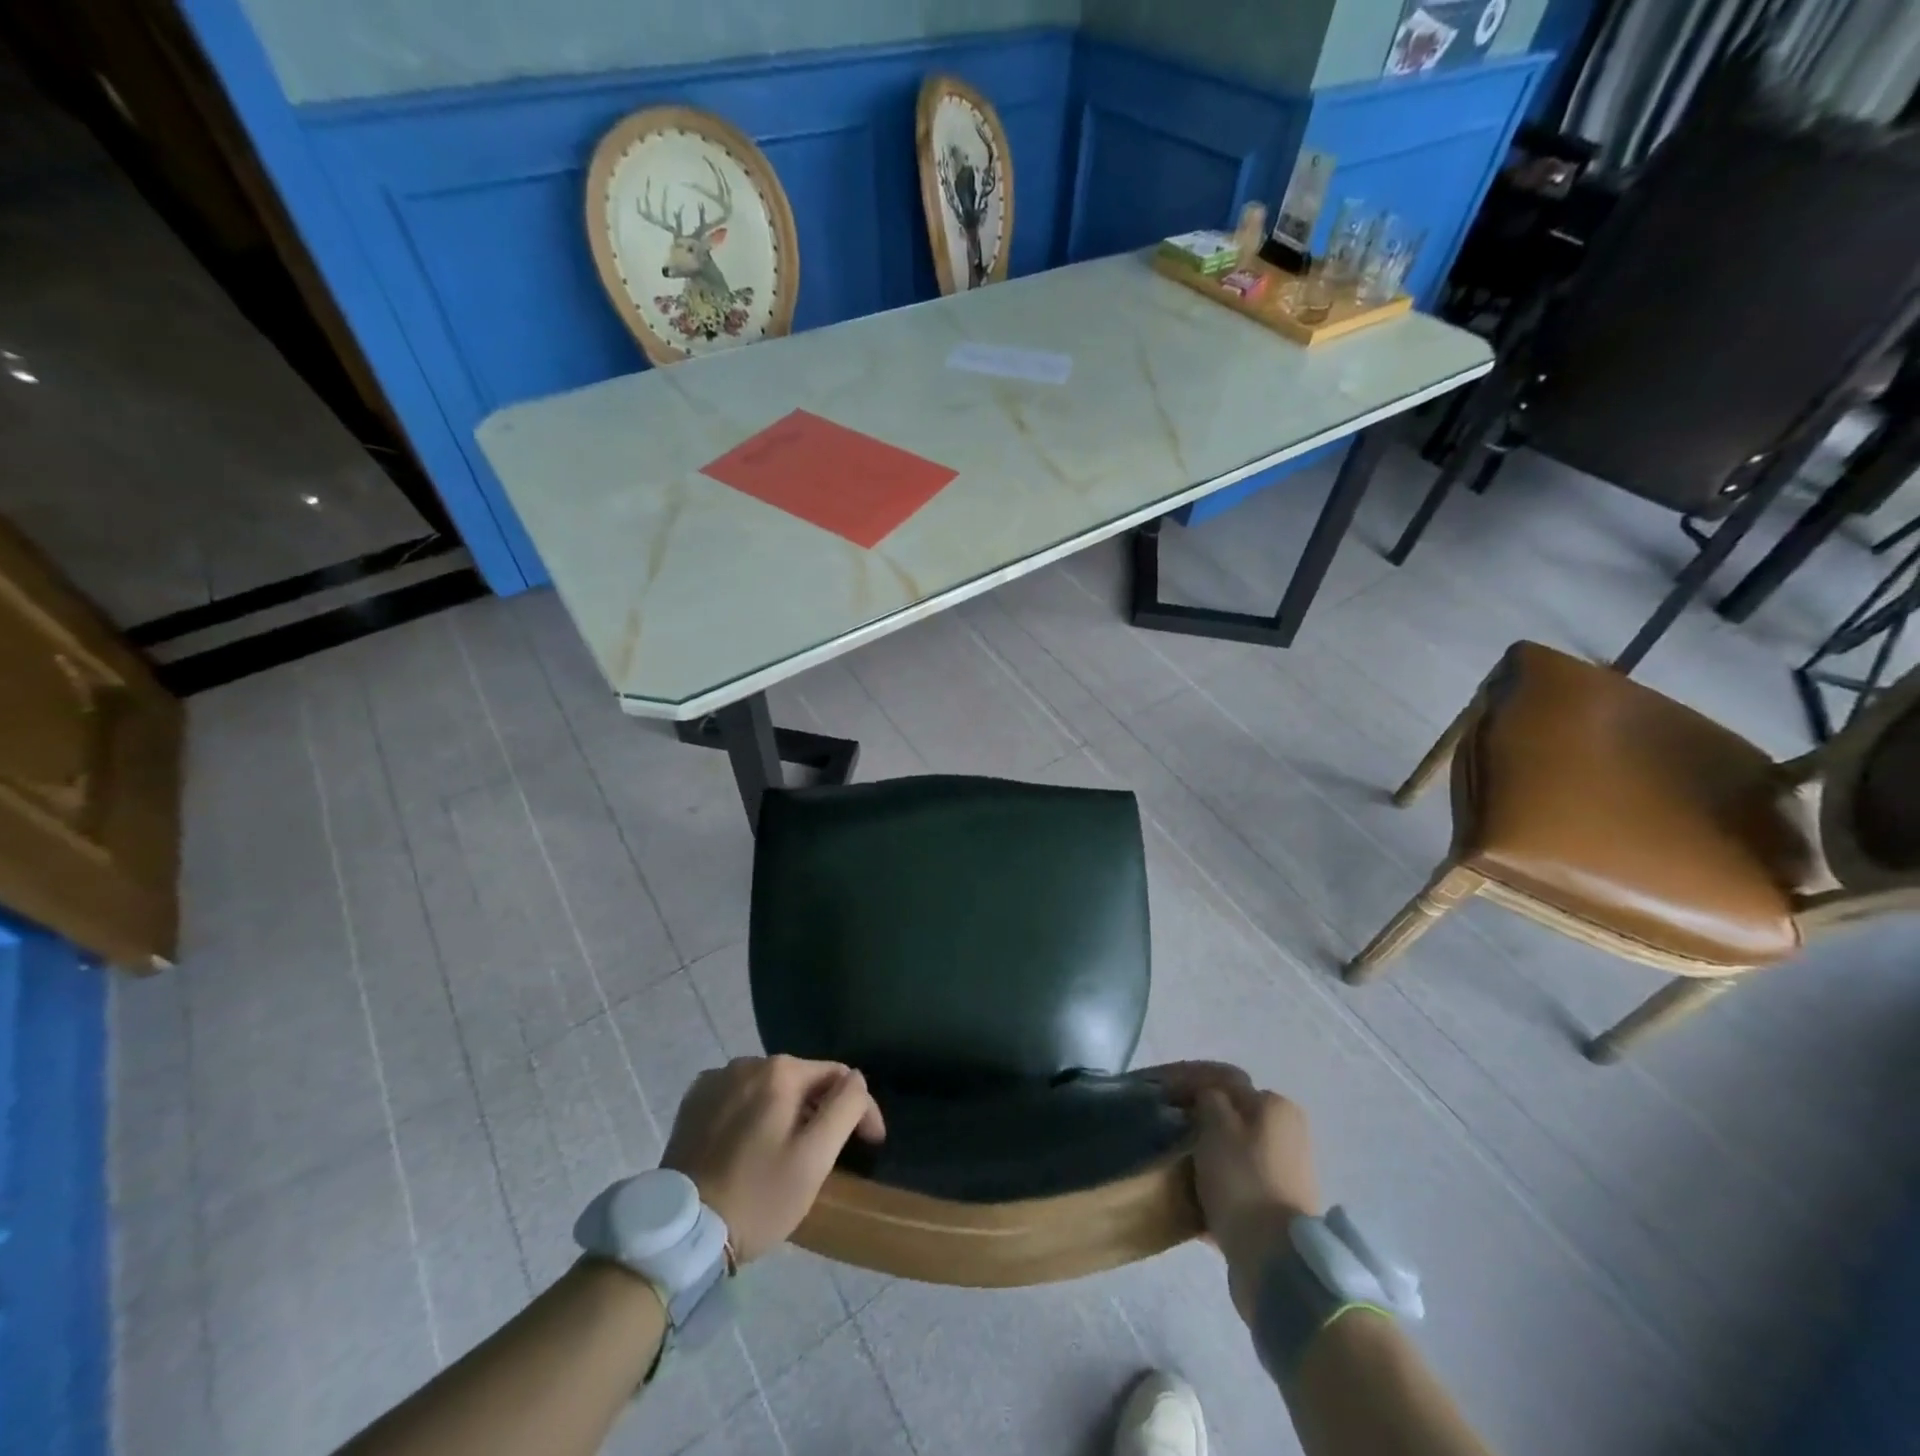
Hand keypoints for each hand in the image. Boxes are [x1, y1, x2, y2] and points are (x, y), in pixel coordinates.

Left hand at [661, 1055, 885, 1263]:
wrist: (679, 1233)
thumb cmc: (757, 1196)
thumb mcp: (815, 1158)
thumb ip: (845, 1107)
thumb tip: (856, 1079)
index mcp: (781, 1070)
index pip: (839, 1077)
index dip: (860, 1109)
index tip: (870, 1145)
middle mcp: (747, 1063)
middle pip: (802, 1081)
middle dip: (820, 1111)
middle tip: (826, 1156)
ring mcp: (715, 1080)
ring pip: (769, 1089)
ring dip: (786, 1113)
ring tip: (787, 1153)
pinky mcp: (693, 1104)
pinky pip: (738, 1099)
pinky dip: (752, 1116)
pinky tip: (750, 1147)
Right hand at [1147, 1062, 1322, 1319]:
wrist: (1274, 1259)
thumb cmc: (1242, 1179)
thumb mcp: (1215, 1124)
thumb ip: (1208, 1098)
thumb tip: (1208, 1097)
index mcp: (1276, 1106)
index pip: (1226, 1084)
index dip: (1192, 1088)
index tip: (1165, 1102)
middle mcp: (1289, 1134)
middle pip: (1234, 1120)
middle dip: (1204, 1126)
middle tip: (1172, 1135)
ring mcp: (1288, 1174)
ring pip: (1236, 1154)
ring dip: (1211, 1159)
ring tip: (1179, 1169)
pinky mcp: (1280, 1209)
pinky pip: (1241, 1187)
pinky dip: (1220, 1189)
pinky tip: (1195, 1200)